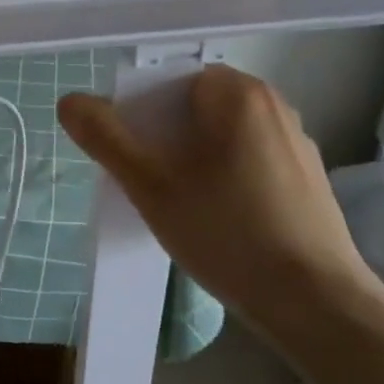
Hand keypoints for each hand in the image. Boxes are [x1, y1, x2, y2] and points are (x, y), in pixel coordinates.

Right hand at [57, 65, 380, 328]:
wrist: (313, 301)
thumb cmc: (225, 231)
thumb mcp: (150, 185)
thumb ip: (106, 138)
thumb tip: (69, 101)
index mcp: (238, 93)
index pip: (171, 82)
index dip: (142, 114)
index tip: (132, 156)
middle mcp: (274, 104)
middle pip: (197, 107)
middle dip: (165, 138)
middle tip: (148, 182)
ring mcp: (298, 142)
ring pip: (223, 136)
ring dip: (194, 158)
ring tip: (180, 204)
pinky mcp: (309, 178)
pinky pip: (250, 160)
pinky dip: (226, 177)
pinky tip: (219, 219)